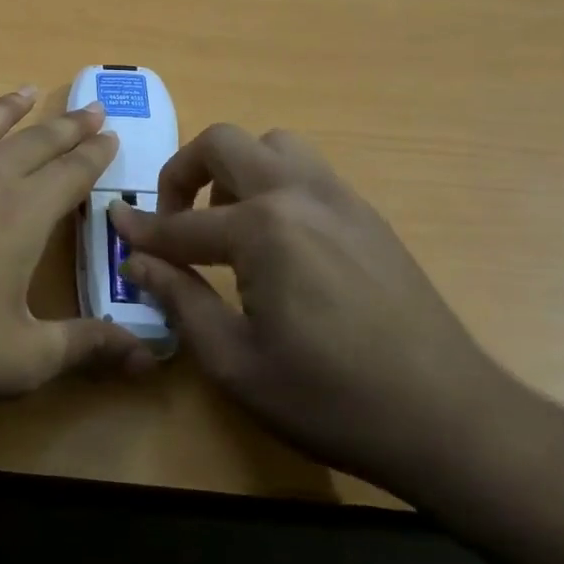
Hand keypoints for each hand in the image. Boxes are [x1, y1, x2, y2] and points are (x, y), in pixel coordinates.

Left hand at [0, 89, 154, 412]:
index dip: (96, 154)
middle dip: (65, 126)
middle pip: (32, 144)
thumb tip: (149, 354)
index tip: (112, 133)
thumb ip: (86, 347)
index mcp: (21, 215)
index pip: (71, 174)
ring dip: (3, 110)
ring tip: (23, 91)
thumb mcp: (22, 359)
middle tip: (90, 106)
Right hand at [110, 125, 520, 491]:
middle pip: (224, 144)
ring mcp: (341, 198)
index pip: (182, 223)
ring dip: (235, 170)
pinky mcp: (368, 215)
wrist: (449, 420)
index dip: (141, 229)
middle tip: (172, 220)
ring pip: (273, 146)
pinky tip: (275, 241)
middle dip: (183, 173)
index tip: (114, 224)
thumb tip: (136, 261)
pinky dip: (274, 184)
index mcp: (264, 228)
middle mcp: (300, 194)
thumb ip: (179, 300)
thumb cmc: (330, 399)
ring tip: (227, 223)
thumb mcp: (235, 361)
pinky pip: (307, 172)